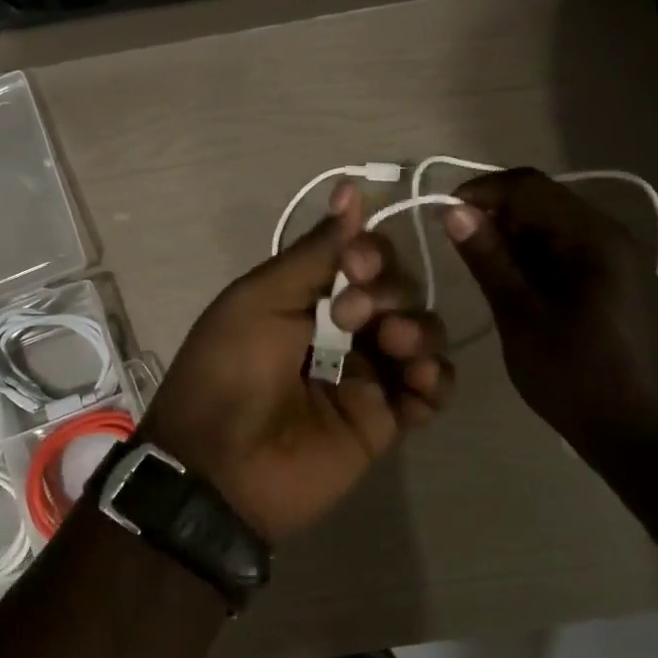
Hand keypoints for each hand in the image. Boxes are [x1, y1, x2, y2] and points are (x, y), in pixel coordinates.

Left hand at [139, 183, 454, 544]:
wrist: (221, 467)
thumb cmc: (231, 370)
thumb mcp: (260, 298)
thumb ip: (314, 251)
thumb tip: (350, 191)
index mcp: (305, 299)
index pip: (362, 259)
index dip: (372, 253)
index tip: (358, 264)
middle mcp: (339, 332)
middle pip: (397, 292)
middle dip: (390, 291)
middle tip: (357, 314)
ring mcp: (364, 377)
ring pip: (420, 335)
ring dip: (418, 328)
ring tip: (393, 345)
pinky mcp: (384, 422)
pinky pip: (430, 390)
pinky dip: (436, 377)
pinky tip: (419, 376)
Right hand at [443, 168, 657, 462]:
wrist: (638, 434)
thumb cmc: (576, 377)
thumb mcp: (521, 316)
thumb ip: (489, 259)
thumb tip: (454, 212)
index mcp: (595, 238)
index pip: (529, 187)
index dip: (481, 192)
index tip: (442, 215)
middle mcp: (611, 236)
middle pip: (543, 202)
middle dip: (495, 215)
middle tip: (455, 246)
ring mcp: (616, 259)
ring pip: (551, 226)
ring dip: (511, 237)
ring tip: (477, 267)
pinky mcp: (613, 281)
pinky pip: (564, 251)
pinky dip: (531, 257)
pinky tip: (509, 283)